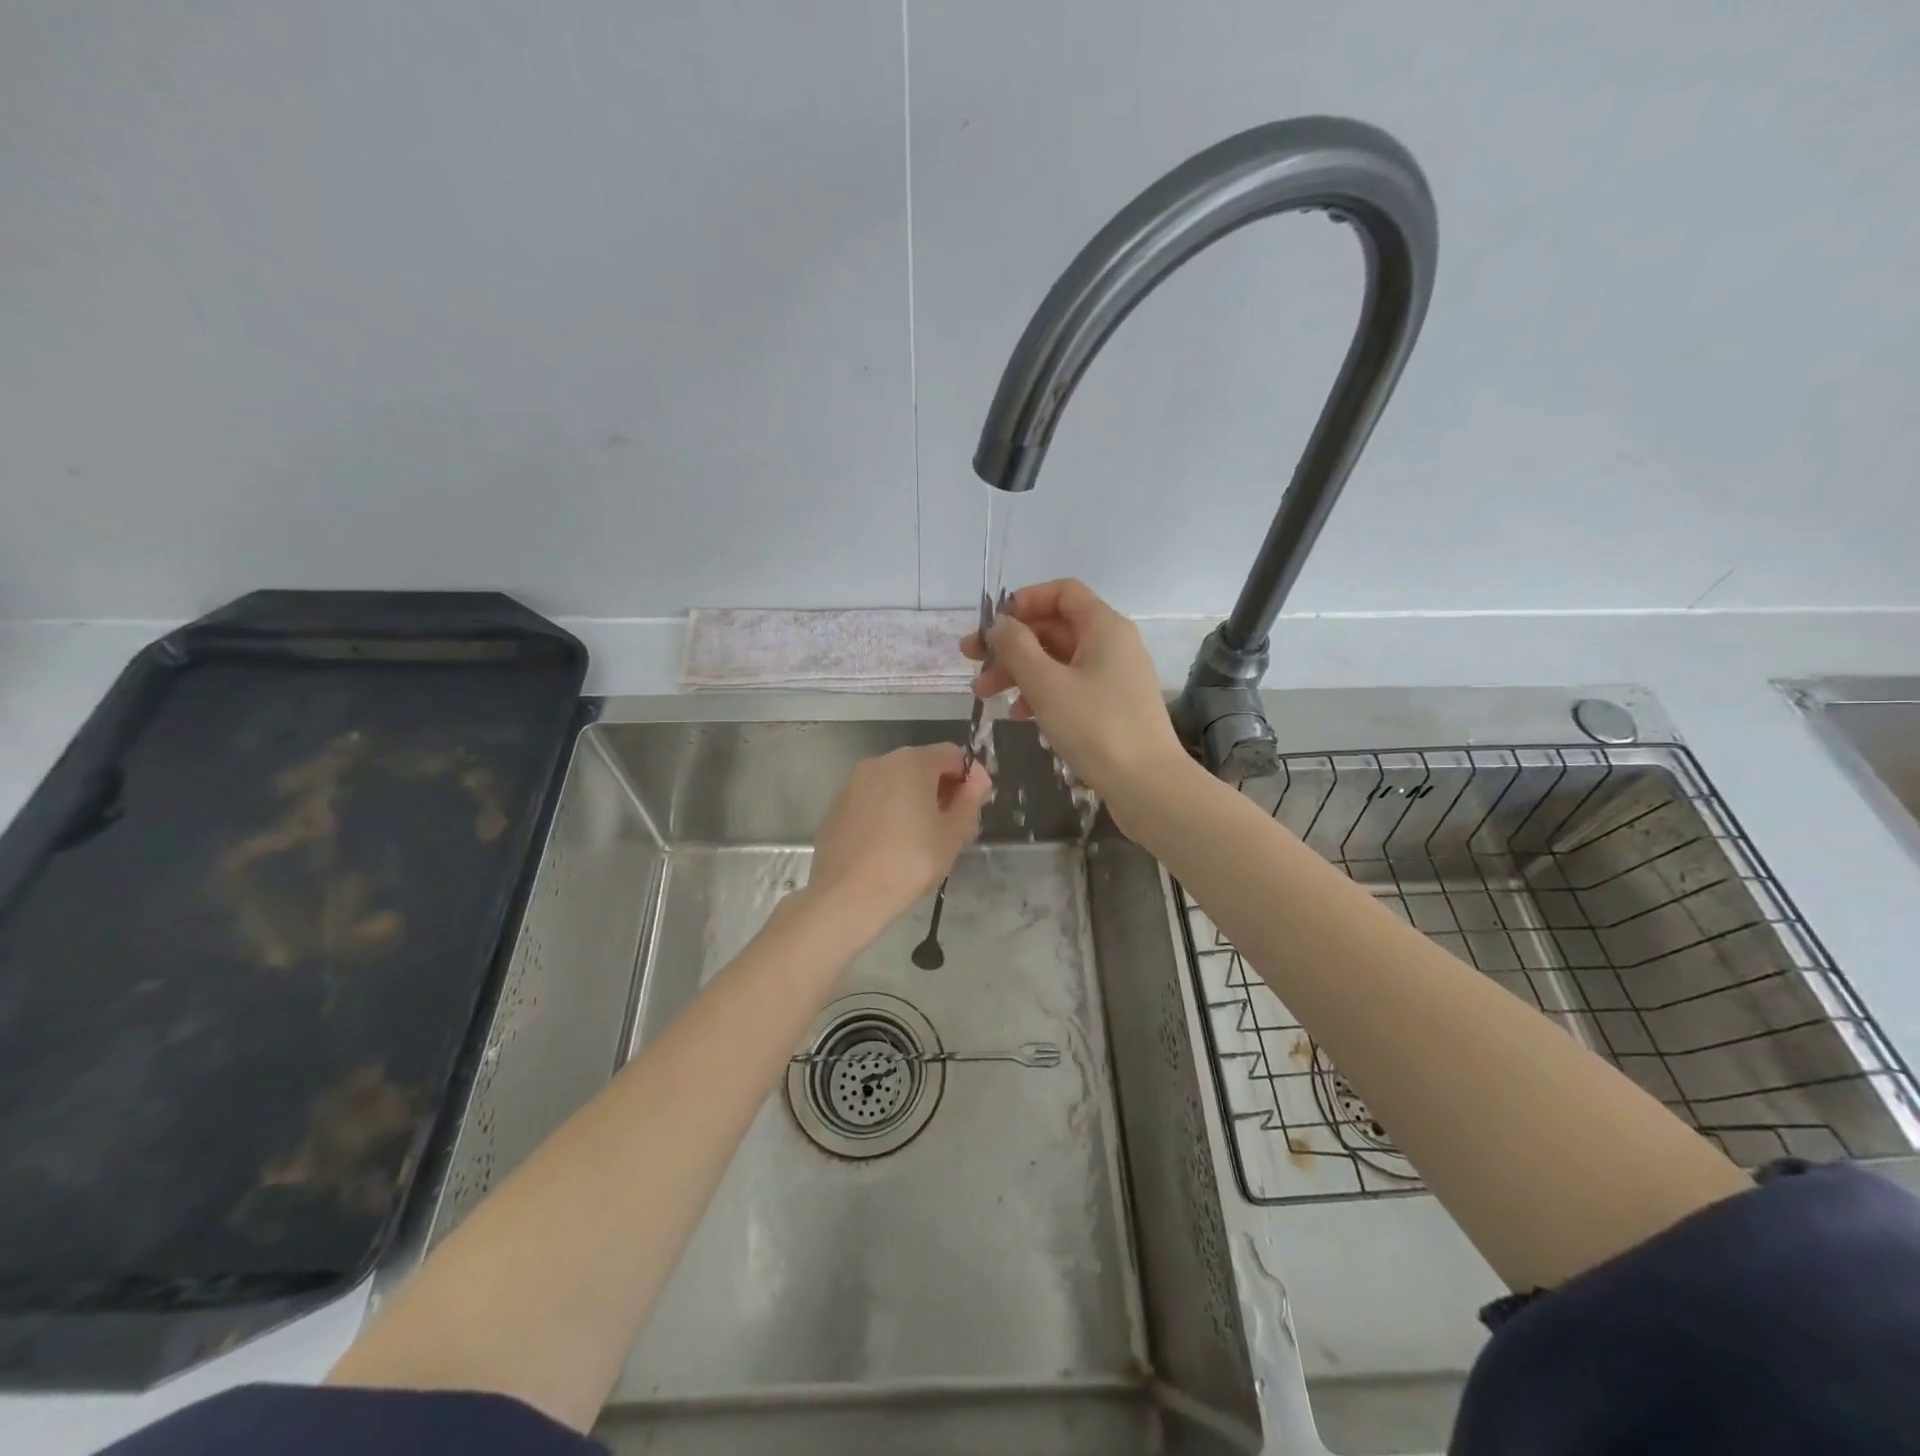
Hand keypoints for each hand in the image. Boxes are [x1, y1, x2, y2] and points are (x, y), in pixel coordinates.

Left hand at [806, 744, 991, 932]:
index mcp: (912, 762)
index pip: (952, 755)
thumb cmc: (909, 862)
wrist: (847, 896)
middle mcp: (879, 763)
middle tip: (956, 826)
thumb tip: (978, 780)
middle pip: (922, 766)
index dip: (971, 777)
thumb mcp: (952, 834)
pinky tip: (892, 845)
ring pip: (895, 783)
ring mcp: (853, 784)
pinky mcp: (837, 807)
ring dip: (915, 801)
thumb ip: (969, 800)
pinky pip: (873, 800)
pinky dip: (889, 812)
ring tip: (925, 838)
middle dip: (943, 789)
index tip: (978, 806)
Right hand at [962, 578, 1187, 799]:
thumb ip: (1016, 647)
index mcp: (1104, 627)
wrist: (1147, 785)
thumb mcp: (1046, 684)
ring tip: (986, 695)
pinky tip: (1020, 715)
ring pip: (1059, 660)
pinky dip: (1042, 693)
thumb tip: (1000, 624)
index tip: (993, 626)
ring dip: (1020, 672)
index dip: (1024, 602)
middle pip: (1055, 628)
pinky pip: (1071, 686)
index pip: (1062, 592)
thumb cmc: (1095, 727)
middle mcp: (1112, 644)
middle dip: (1012, 644)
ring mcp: (1114, 677)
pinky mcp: (1112, 706)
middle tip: (973, 663)